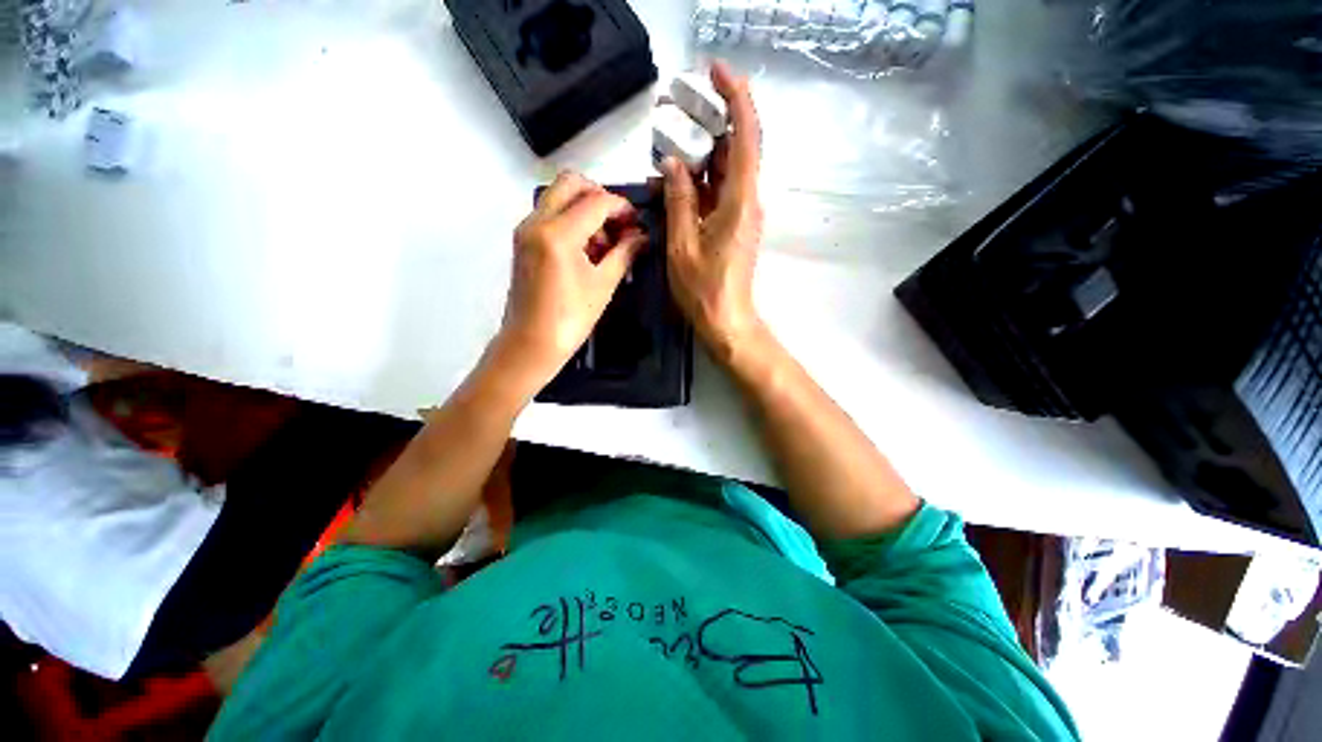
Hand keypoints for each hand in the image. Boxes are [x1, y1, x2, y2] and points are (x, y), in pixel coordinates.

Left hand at [494, 171, 646, 387]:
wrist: (530, 344)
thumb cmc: (570, 319)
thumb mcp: (603, 285)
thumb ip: (624, 254)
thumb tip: (641, 238)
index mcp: (558, 234)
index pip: (596, 202)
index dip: (621, 207)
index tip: (636, 222)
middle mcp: (537, 222)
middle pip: (571, 183)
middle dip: (599, 196)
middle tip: (618, 223)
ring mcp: (526, 230)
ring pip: (558, 197)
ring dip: (584, 209)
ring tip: (604, 243)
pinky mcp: (523, 242)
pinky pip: (549, 215)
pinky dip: (570, 220)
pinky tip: (586, 249)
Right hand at [661, 61, 764, 360]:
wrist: (726, 320)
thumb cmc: (704, 290)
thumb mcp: (682, 246)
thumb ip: (679, 201)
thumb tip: (673, 164)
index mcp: (740, 202)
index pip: (746, 136)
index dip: (735, 97)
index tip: (716, 71)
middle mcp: (747, 200)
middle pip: (736, 147)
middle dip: (710, 123)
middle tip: (677, 111)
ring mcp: (742, 213)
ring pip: (726, 169)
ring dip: (701, 153)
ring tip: (669, 144)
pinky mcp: (734, 224)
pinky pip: (719, 190)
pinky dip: (700, 180)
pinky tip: (676, 180)